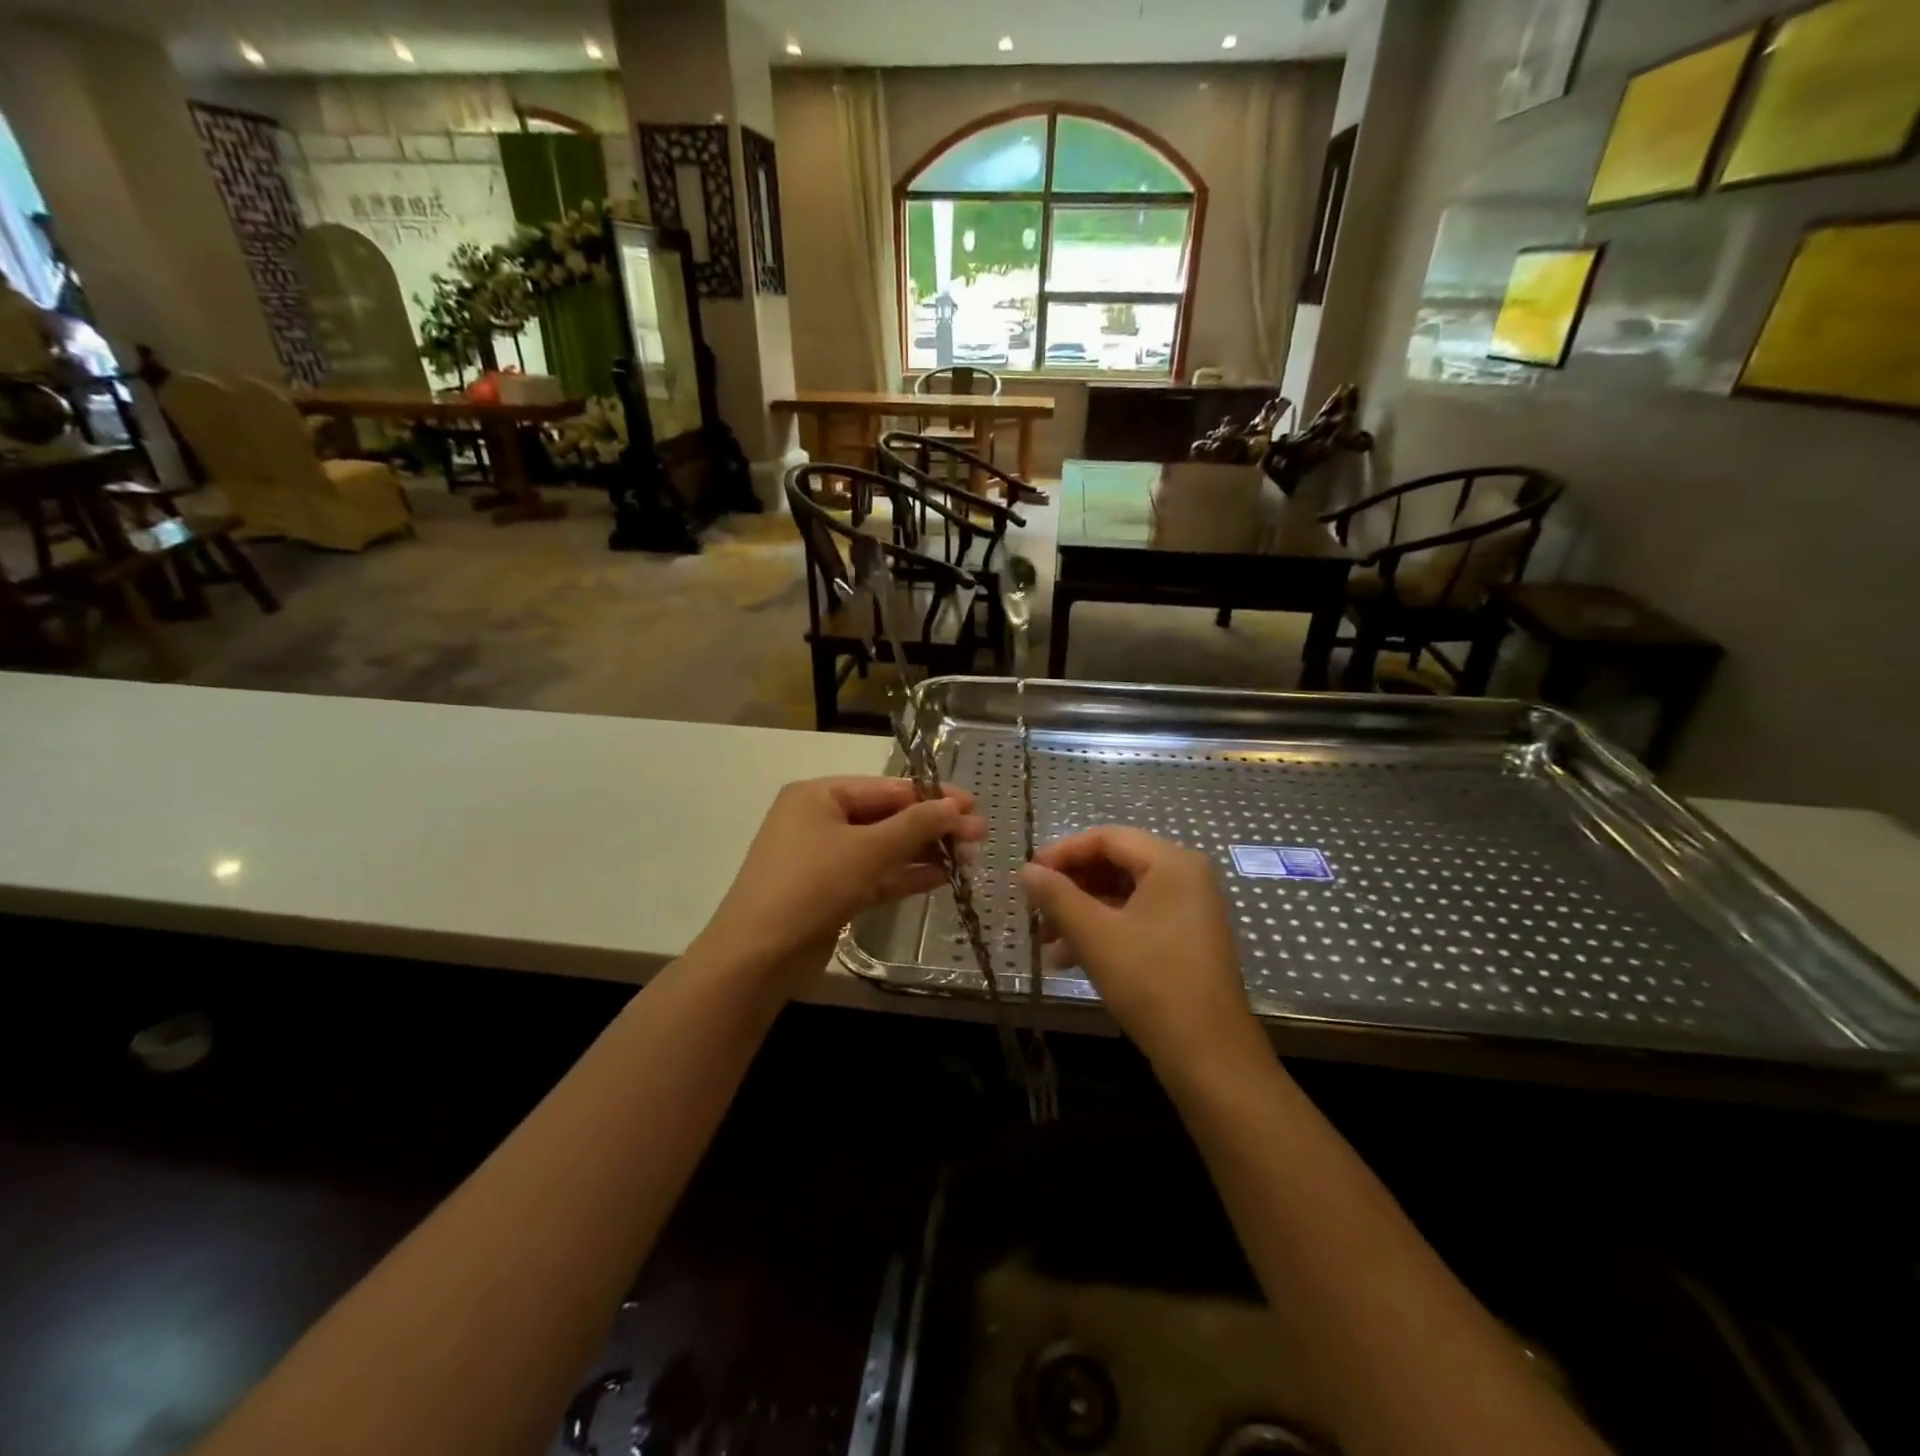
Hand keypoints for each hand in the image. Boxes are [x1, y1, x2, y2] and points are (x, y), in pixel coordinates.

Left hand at [694, 776, 985, 992]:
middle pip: (887, 817)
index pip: (887, 787)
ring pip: (883, 849)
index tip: (973, 803)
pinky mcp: (831, 893)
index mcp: (819, 796)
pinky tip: (943, 877)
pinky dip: (905, 876)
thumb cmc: (812, 885)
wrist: (758, 957)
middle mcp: (819, 820)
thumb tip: (956, 807)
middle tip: (979, 834)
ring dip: (923, 852)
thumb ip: (915, 825)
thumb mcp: (868, 850)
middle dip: (932, 826)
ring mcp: (824, 859)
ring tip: (969, 857)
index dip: (932, 796)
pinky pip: (875, 876)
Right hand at [1020, 827, 1265, 1078]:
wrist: (1209, 1056)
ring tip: (1045, 942)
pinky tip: (1068, 960)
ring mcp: (1189, 910)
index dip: (1062, 852)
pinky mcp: (1186, 940)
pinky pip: (1137, 919)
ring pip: (1122, 895)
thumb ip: (1056, 896)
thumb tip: (1026, 870)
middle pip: (1115, 864)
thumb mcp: (1095, 935)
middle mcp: (1185, 877)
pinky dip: (1103, 932)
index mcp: (1171, 862)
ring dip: (1081, 913)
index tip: (1028, 875)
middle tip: (1034, 910)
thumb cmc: (1151, 982)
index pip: (1106, 838)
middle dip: (1070, 887)